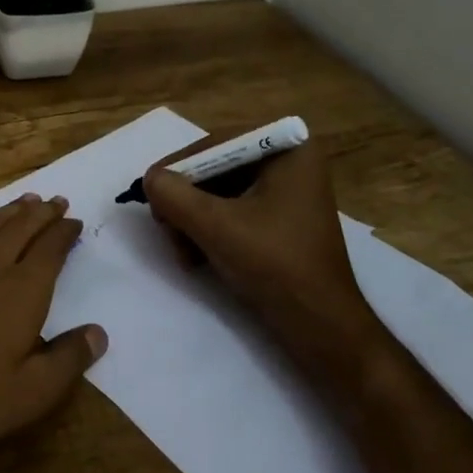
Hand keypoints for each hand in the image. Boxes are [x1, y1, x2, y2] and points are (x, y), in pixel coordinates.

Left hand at [0, 194, 106, 472]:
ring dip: (10, 211)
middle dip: (41, 212)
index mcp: (22, 291)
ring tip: (25, 200)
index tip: (74, 222)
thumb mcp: (29, 395)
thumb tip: (98, 333)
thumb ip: (68, 360)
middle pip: (20, 227)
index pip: (50, 250)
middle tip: (55, 200)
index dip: (64, 233)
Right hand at [144, 136, 388, 399]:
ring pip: (218, 191)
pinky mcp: (278, 219)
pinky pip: (231, 210)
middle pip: (215, 166)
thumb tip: (150, 179)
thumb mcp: (215, 226)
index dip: (179, 167)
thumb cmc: (276, 266)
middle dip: (186, 199)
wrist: (322, 328)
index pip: (217, 143)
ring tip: (181, 251)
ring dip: (191, 219)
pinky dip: (208, 229)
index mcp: (288, 149)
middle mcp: (289, 161)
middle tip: (165, 226)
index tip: (151, 192)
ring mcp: (285, 191)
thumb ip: (174, 195)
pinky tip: (196, 256)